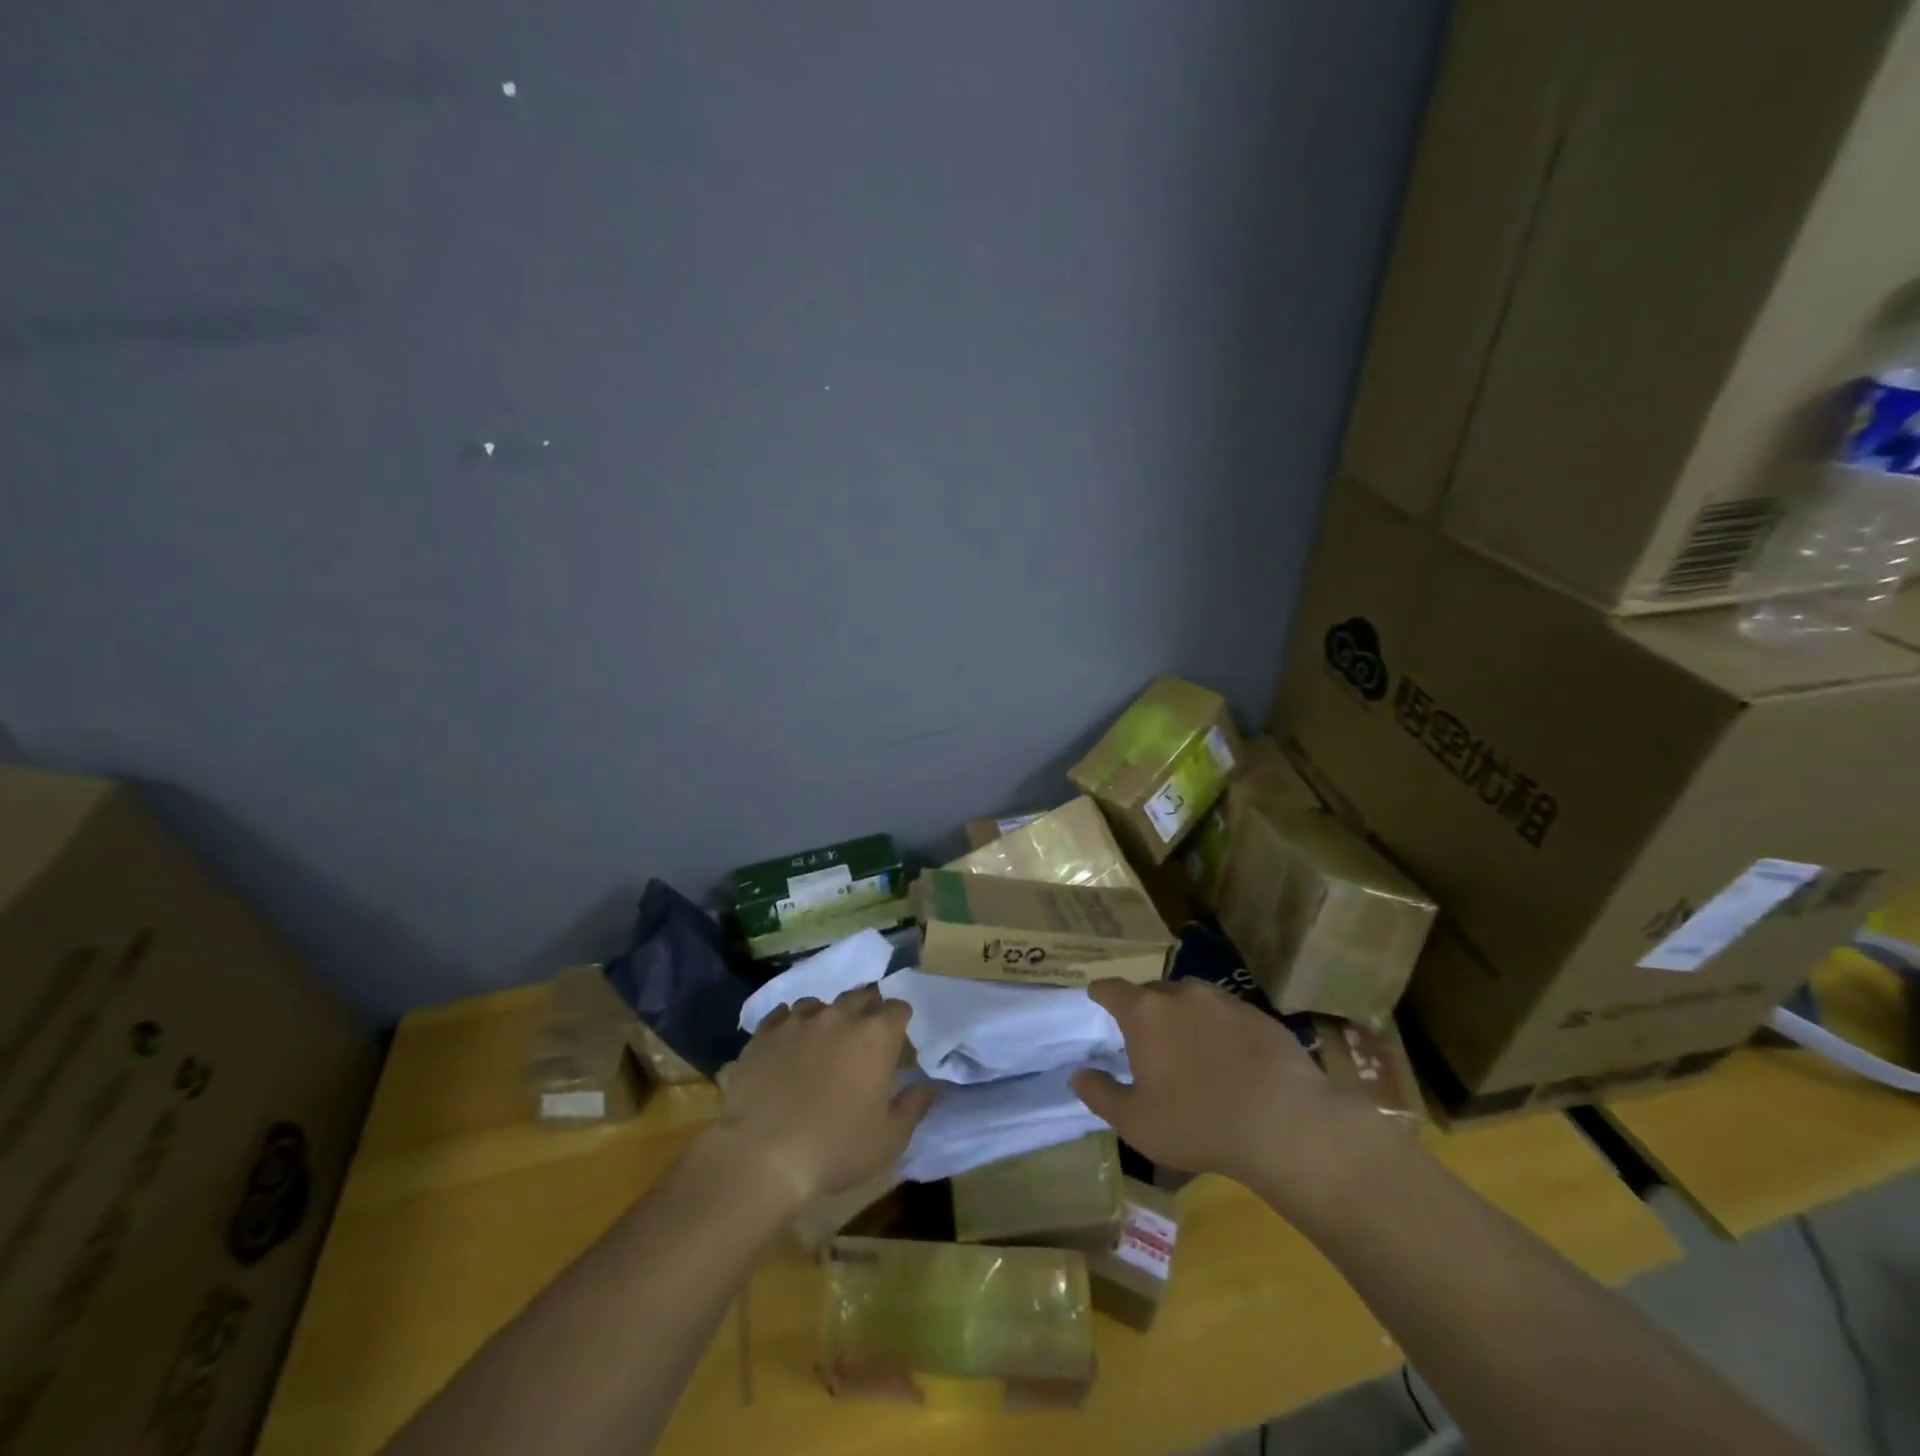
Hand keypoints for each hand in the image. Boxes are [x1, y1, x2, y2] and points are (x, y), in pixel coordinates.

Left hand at [711, 985, 934, 1206]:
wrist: (761, 1155)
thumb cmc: (835, 1148)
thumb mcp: (889, 1138)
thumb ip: (914, 1105)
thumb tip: (930, 1085)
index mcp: (875, 1035)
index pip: (898, 1008)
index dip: (900, 1023)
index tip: (897, 1046)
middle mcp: (839, 1016)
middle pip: (861, 996)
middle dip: (868, 1012)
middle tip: (863, 1042)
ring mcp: (798, 1020)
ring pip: (820, 1003)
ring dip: (828, 1018)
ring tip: (822, 1043)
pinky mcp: (764, 1033)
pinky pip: (782, 1015)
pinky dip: (791, 1025)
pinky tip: (788, 1046)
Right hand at [1069, 979, 1393, 1214]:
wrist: (1286, 1123)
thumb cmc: (1197, 1123)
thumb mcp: (1136, 1122)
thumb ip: (1100, 1094)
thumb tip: (1077, 1075)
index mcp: (1145, 1012)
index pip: (1110, 988)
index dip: (1100, 994)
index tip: (1096, 1001)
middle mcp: (1181, 993)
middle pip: (1152, 992)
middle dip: (1144, 1010)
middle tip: (1146, 1040)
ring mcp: (1223, 1000)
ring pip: (1191, 1000)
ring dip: (1184, 1017)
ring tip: (1189, 1048)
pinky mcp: (1258, 1014)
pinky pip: (1226, 1014)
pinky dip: (1219, 1029)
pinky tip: (1231, 1060)